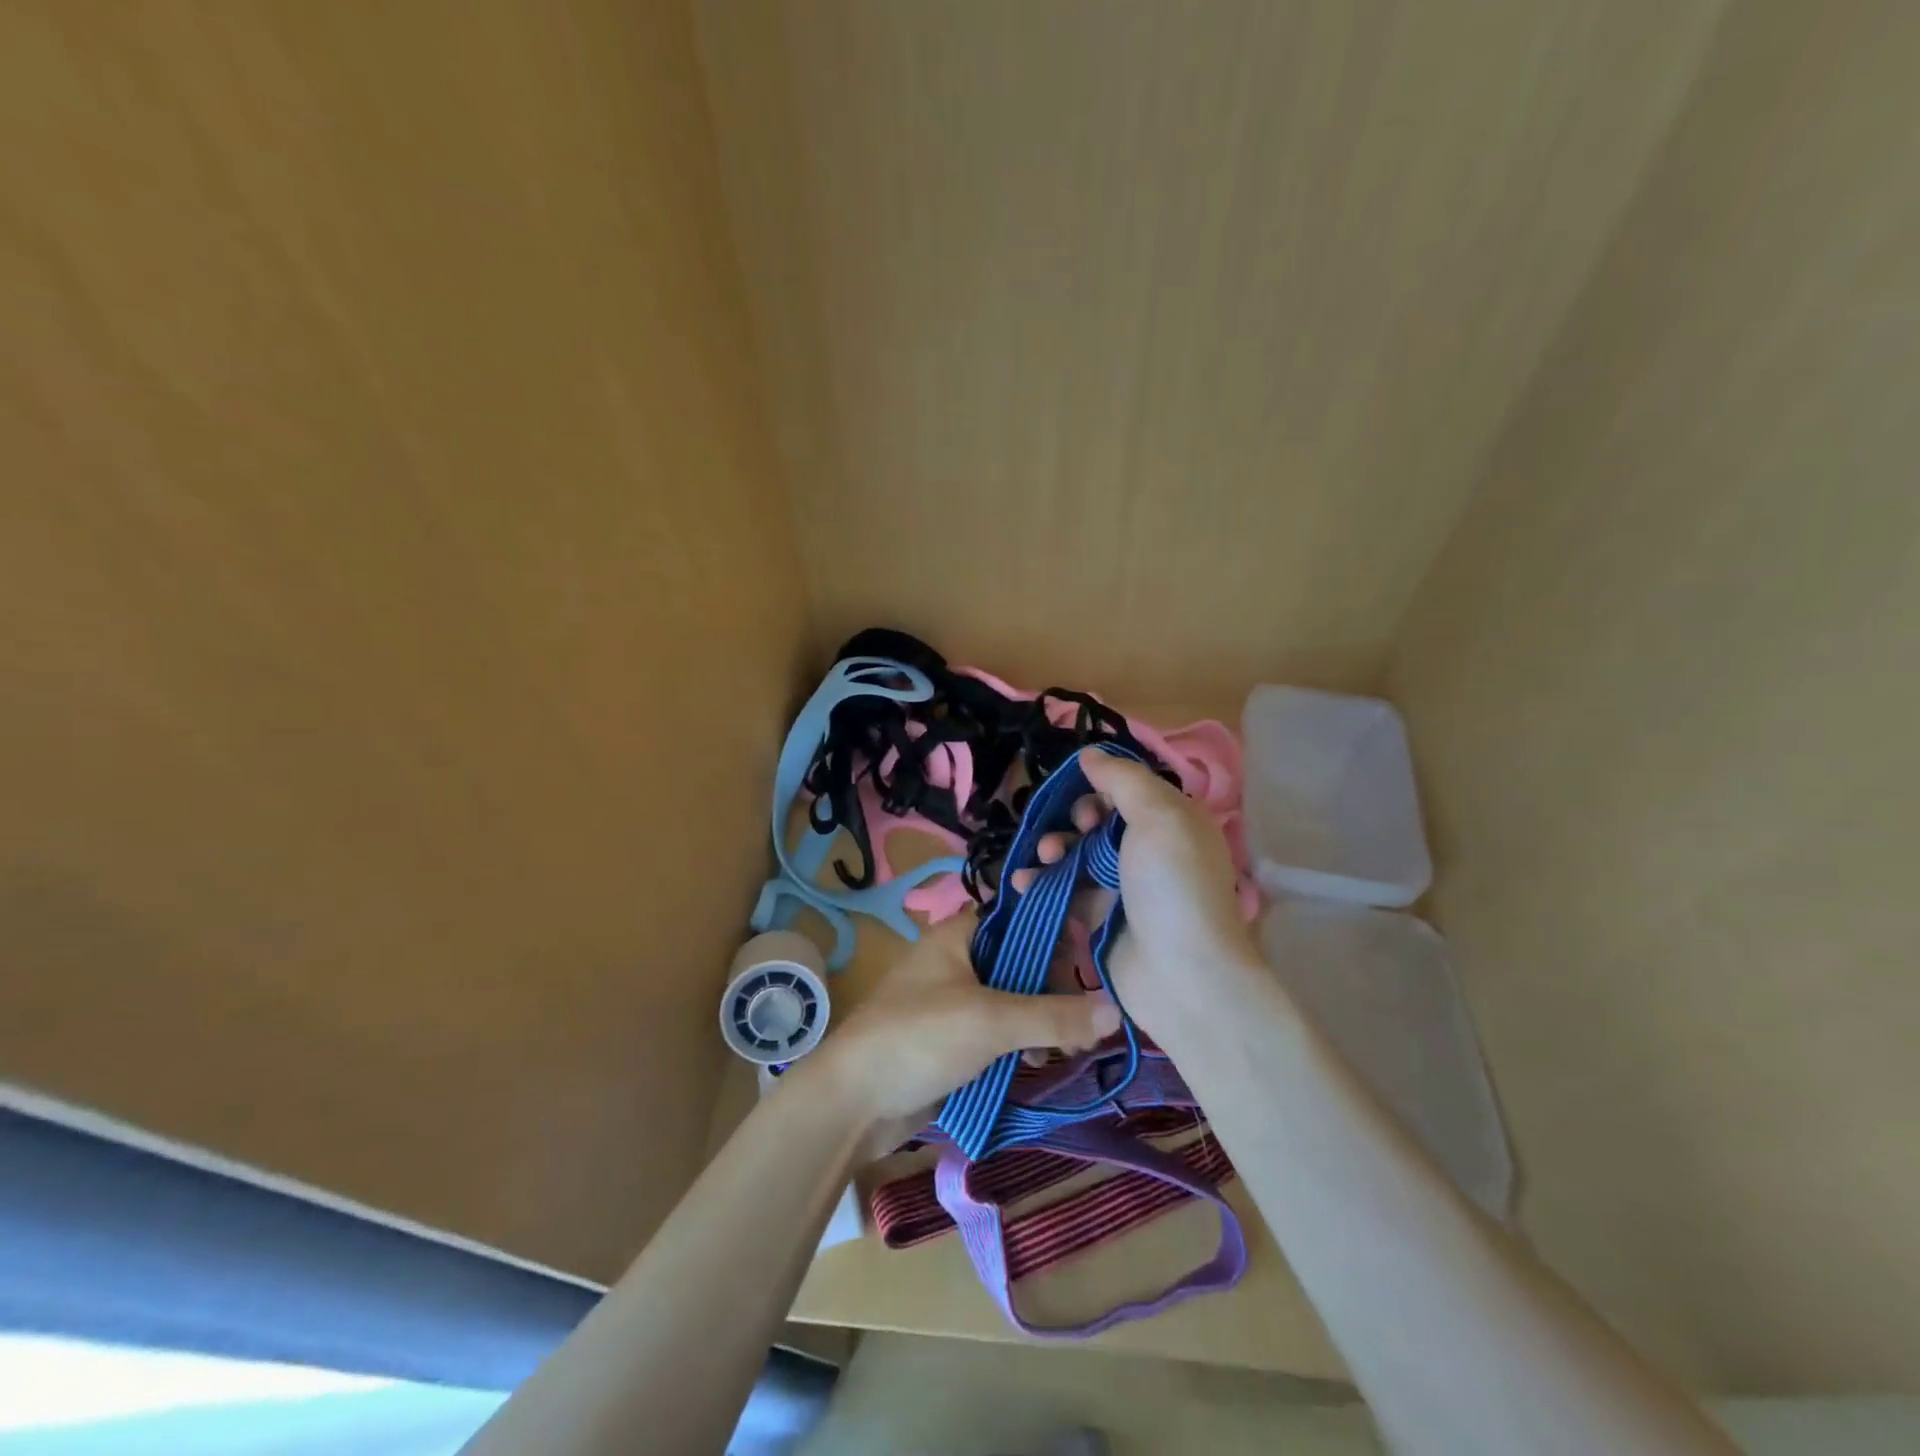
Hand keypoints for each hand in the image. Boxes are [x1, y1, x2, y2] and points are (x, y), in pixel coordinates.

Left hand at [804, 915, 1121, 1141]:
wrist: (853, 1101)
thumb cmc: (918, 1038)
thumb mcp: (990, 1021)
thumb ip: (1053, 1015)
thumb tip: (1116, 1010)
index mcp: (958, 935)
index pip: (1019, 917)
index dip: (1056, 931)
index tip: (1092, 958)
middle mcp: (958, 960)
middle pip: (1021, 961)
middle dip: (1056, 988)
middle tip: (1090, 1019)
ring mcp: (955, 1002)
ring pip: (1013, 1000)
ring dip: (1043, 1021)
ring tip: (1074, 1049)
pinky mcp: (954, 1040)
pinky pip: (999, 1032)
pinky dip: (1022, 1043)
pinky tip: (1039, 1065)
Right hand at [1010, 747, 1258, 1041]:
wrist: (1181, 976)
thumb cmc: (1172, 885)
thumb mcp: (1158, 817)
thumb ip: (1123, 780)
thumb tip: (1090, 752)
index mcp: (1171, 821)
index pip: (1128, 790)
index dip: (1100, 789)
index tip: (1084, 800)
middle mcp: (1148, 849)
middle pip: (1097, 821)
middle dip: (1073, 821)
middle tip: (1067, 834)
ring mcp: (1123, 886)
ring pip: (1076, 854)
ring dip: (1052, 849)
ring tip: (1043, 858)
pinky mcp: (1100, 917)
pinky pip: (1064, 889)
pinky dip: (1041, 883)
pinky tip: (1020, 881)